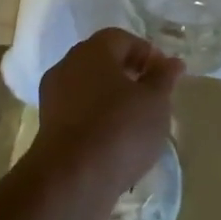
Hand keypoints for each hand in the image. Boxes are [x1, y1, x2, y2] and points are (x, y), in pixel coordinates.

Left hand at [24, 28, 181, 219]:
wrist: (72, 181)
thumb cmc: (120, 129)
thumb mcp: (155, 102)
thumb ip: (164, 78)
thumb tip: (172, 62)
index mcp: (93, 50)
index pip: (123, 39)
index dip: (147, 54)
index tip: (165, 77)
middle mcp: (68, 65)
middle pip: (103, 62)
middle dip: (130, 76)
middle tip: (153, 98)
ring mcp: (54, 97)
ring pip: (90, 89)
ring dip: (113, 100)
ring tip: (138, 124)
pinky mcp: (48, 127)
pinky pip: (79, 114)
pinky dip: (98, 121)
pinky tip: (116, 143)